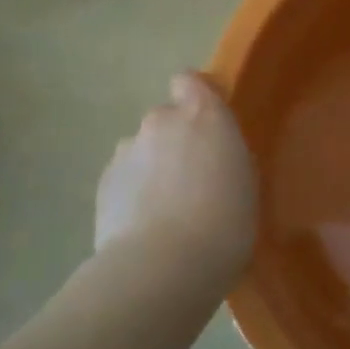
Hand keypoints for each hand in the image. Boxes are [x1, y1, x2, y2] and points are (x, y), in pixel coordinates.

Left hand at [95, 74, 257, 279]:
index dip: (195, 98)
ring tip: (164, 212)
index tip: (206, 126)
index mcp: (203, 115)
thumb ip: (226, 158)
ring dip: (152, 169)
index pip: (189, 81)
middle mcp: (160, 121)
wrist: (163, 266)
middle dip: (174, 142)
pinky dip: (132, 194)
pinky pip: (124, 178)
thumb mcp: (246, 185)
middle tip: (190, 182)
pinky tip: (144, 228)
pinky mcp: (103, 182)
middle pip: (165, 120)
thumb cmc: (224, 224)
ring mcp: (126, 150)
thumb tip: (212, 159)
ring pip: (142, 151)